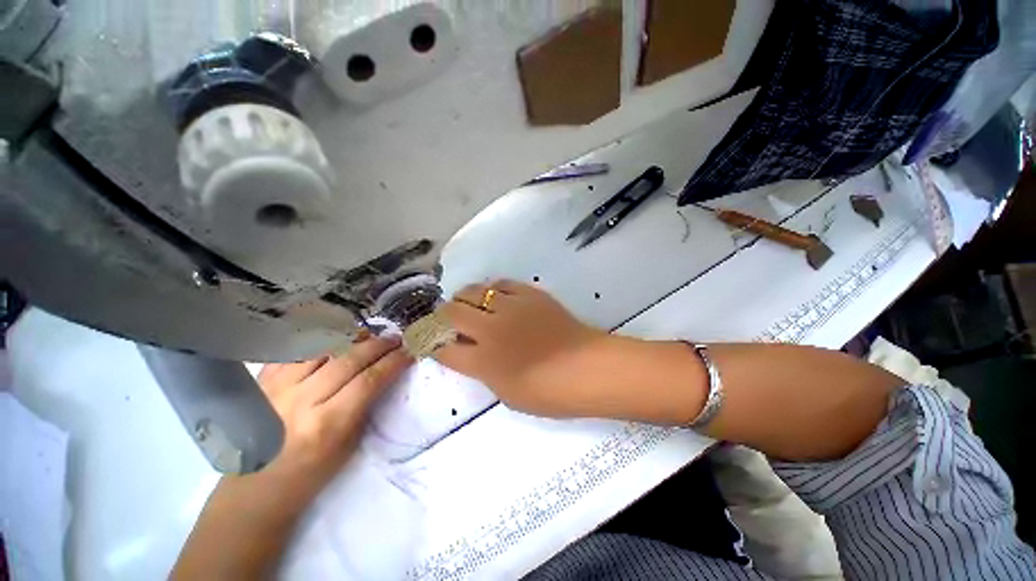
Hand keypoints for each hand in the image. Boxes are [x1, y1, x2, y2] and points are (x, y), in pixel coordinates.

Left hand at [256, 336, 412, 504]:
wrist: (255, 488)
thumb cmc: (309, 474)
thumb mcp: (348, 445)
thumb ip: (365, 405)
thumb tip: (384, 373)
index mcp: (327, 424)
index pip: (369, 381)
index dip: (393, 362)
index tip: (408, 353)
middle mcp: (302, 400)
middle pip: (349, 360)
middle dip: (378, 345)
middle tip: (395, 339)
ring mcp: (277, 388)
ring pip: (322, 348)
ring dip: (351, 339)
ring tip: (368, 335)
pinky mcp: (261, 382)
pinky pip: (295, 351)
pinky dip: (318, 342)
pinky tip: (333, 340)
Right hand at [434, 280, 610, 417]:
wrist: (587, 367)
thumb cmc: (549, 392)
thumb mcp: (507, 393)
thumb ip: (484, 370)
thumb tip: (472, 352)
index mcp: (483, 361)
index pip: (442, 348)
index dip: (428, 342)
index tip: (425, 338)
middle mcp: (490, 329)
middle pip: (451, 312)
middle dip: (442, 316)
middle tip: (447, 320)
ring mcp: (510, 307)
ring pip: (474, 291)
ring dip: (464, 298)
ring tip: (469, 305)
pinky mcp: (529, 294)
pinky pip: (501, 284)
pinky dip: (492, 290)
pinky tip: (495, 297)